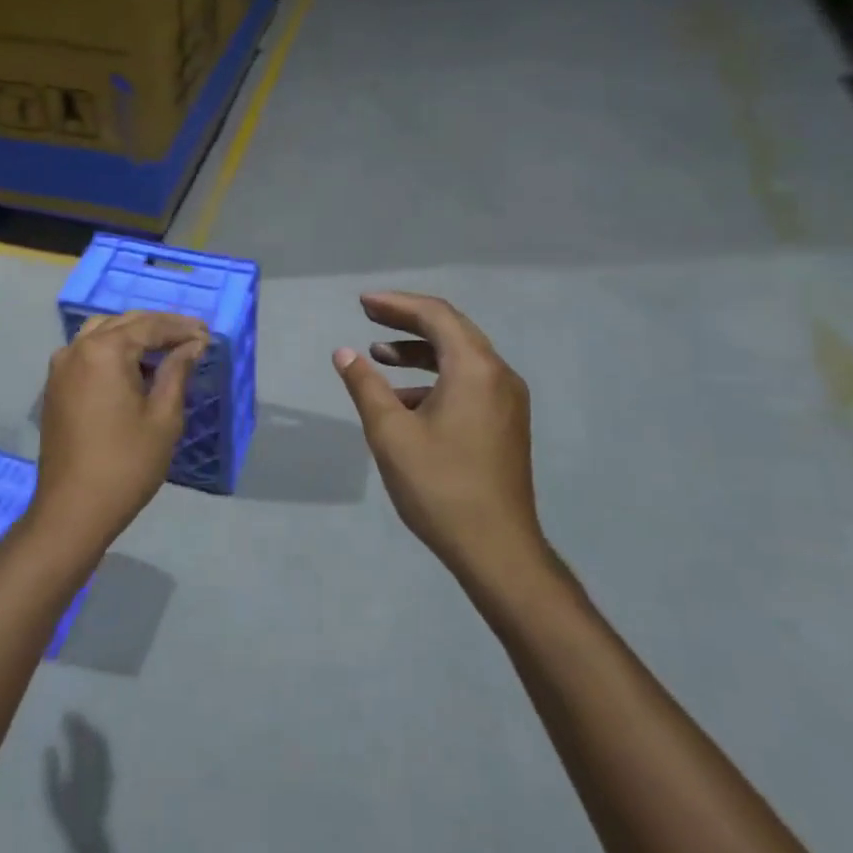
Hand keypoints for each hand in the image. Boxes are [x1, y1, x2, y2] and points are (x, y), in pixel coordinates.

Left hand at [31, 311, 207, 552]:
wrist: (73, 509)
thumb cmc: (126, 464)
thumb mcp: (163, 417)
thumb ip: (176, 372)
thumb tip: (192, 345)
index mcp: (104, 351)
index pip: (150, 326)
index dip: (181, 328)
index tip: (208, 334)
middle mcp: (77, 348)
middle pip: (124, 323)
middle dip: (159, 327)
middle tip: (192, 337)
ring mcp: (61, 367)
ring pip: (102, 333)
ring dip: (134, 335)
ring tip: (165, 348)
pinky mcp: (55, 386)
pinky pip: (87, 352)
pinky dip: (112, 350)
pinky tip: (134, 367)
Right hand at [44, 713, 112, 850]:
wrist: (89, 833)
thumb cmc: (67, 816)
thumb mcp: (53, 796)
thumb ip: (51, 770)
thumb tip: (50, 748)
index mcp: (80, 769)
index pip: (77, 740)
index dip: (72, 726)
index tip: (65, 716)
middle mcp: (95, 765)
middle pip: (89, 737)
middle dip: (81, 724)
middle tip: (71, 715)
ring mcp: (104, 768)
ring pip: (100, 741)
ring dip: (90, 728)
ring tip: (81, 723)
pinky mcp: (109, 773)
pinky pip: (106, 750)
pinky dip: (98, 738)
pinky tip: (93, 736)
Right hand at [333, 293, 544, 580]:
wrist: (497, 549)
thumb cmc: (439, 486)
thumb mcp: (390, 433)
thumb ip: (365, 386)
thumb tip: (345, 353)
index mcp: (475, 368)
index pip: (435, 315)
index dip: (396, 304)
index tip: (362, 303)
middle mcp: (498, 375)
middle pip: (451, 329)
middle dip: (407, 320)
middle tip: (369, 316)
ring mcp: (507, 400)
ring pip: (461, 357)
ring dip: (419, 351)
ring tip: (379, 356)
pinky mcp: (506, 423)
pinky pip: (469, 382)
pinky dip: (435, 377)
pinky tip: (405, 399)